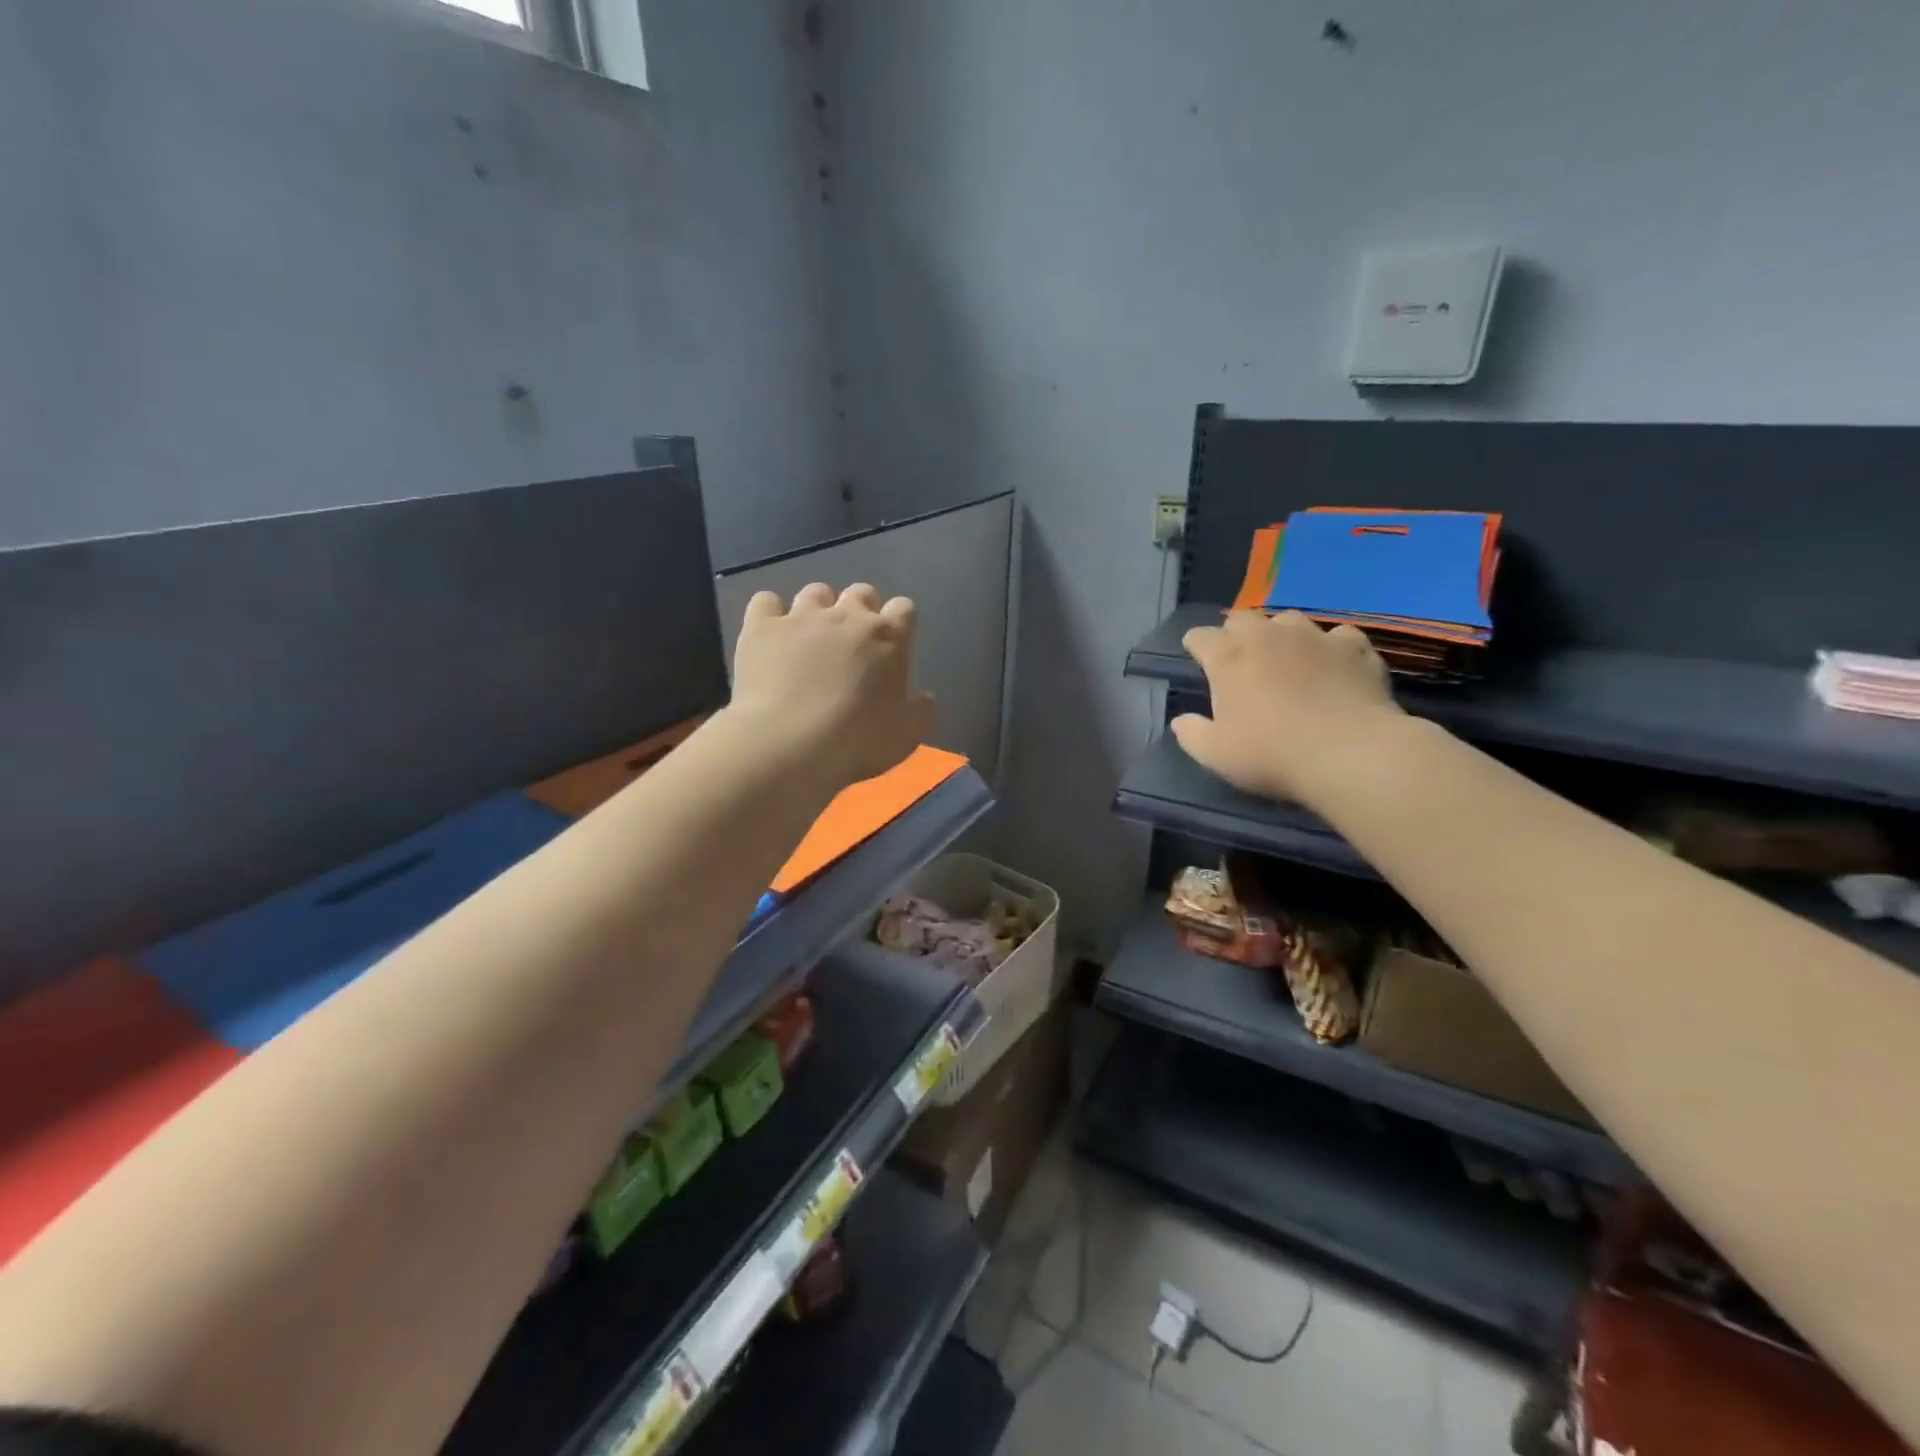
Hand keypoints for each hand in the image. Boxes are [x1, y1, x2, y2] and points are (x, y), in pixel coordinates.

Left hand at [730, 582, 933, 790]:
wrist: (789, 743)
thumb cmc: (858, 740)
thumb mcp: (907, 734)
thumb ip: (921, 709)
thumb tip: (924, 697)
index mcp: (889, 636)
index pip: (904, 608)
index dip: (900, 623)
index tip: (894, 645)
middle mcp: (847, 615)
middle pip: (861, 592)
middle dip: (860, 611)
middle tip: (853, 643)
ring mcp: (801, 616)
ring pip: (815, 592)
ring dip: (818, 609)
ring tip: (811, 637)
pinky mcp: (761, 626)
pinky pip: (766, 602)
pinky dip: (770, 614)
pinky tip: (771, 636)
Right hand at [1171, 611, 1403, 805]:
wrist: (1350, 754)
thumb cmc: (1271, 754)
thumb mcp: (1215, 754)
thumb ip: (1191, 734)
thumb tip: (1181, 721)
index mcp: (1228, 657)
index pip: (1200, 636)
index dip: (1195, 647)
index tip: (1197, 662)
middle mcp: (1268, 635)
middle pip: (1242, 618)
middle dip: (1235, 634)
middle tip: (1240, 662)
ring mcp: (1315, 637)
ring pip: (1290, 620)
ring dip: (1281, 635)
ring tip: (1287, 659)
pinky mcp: (1355, 648)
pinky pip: (1339, 636)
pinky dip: (1332, 648)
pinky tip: (1334, 666)